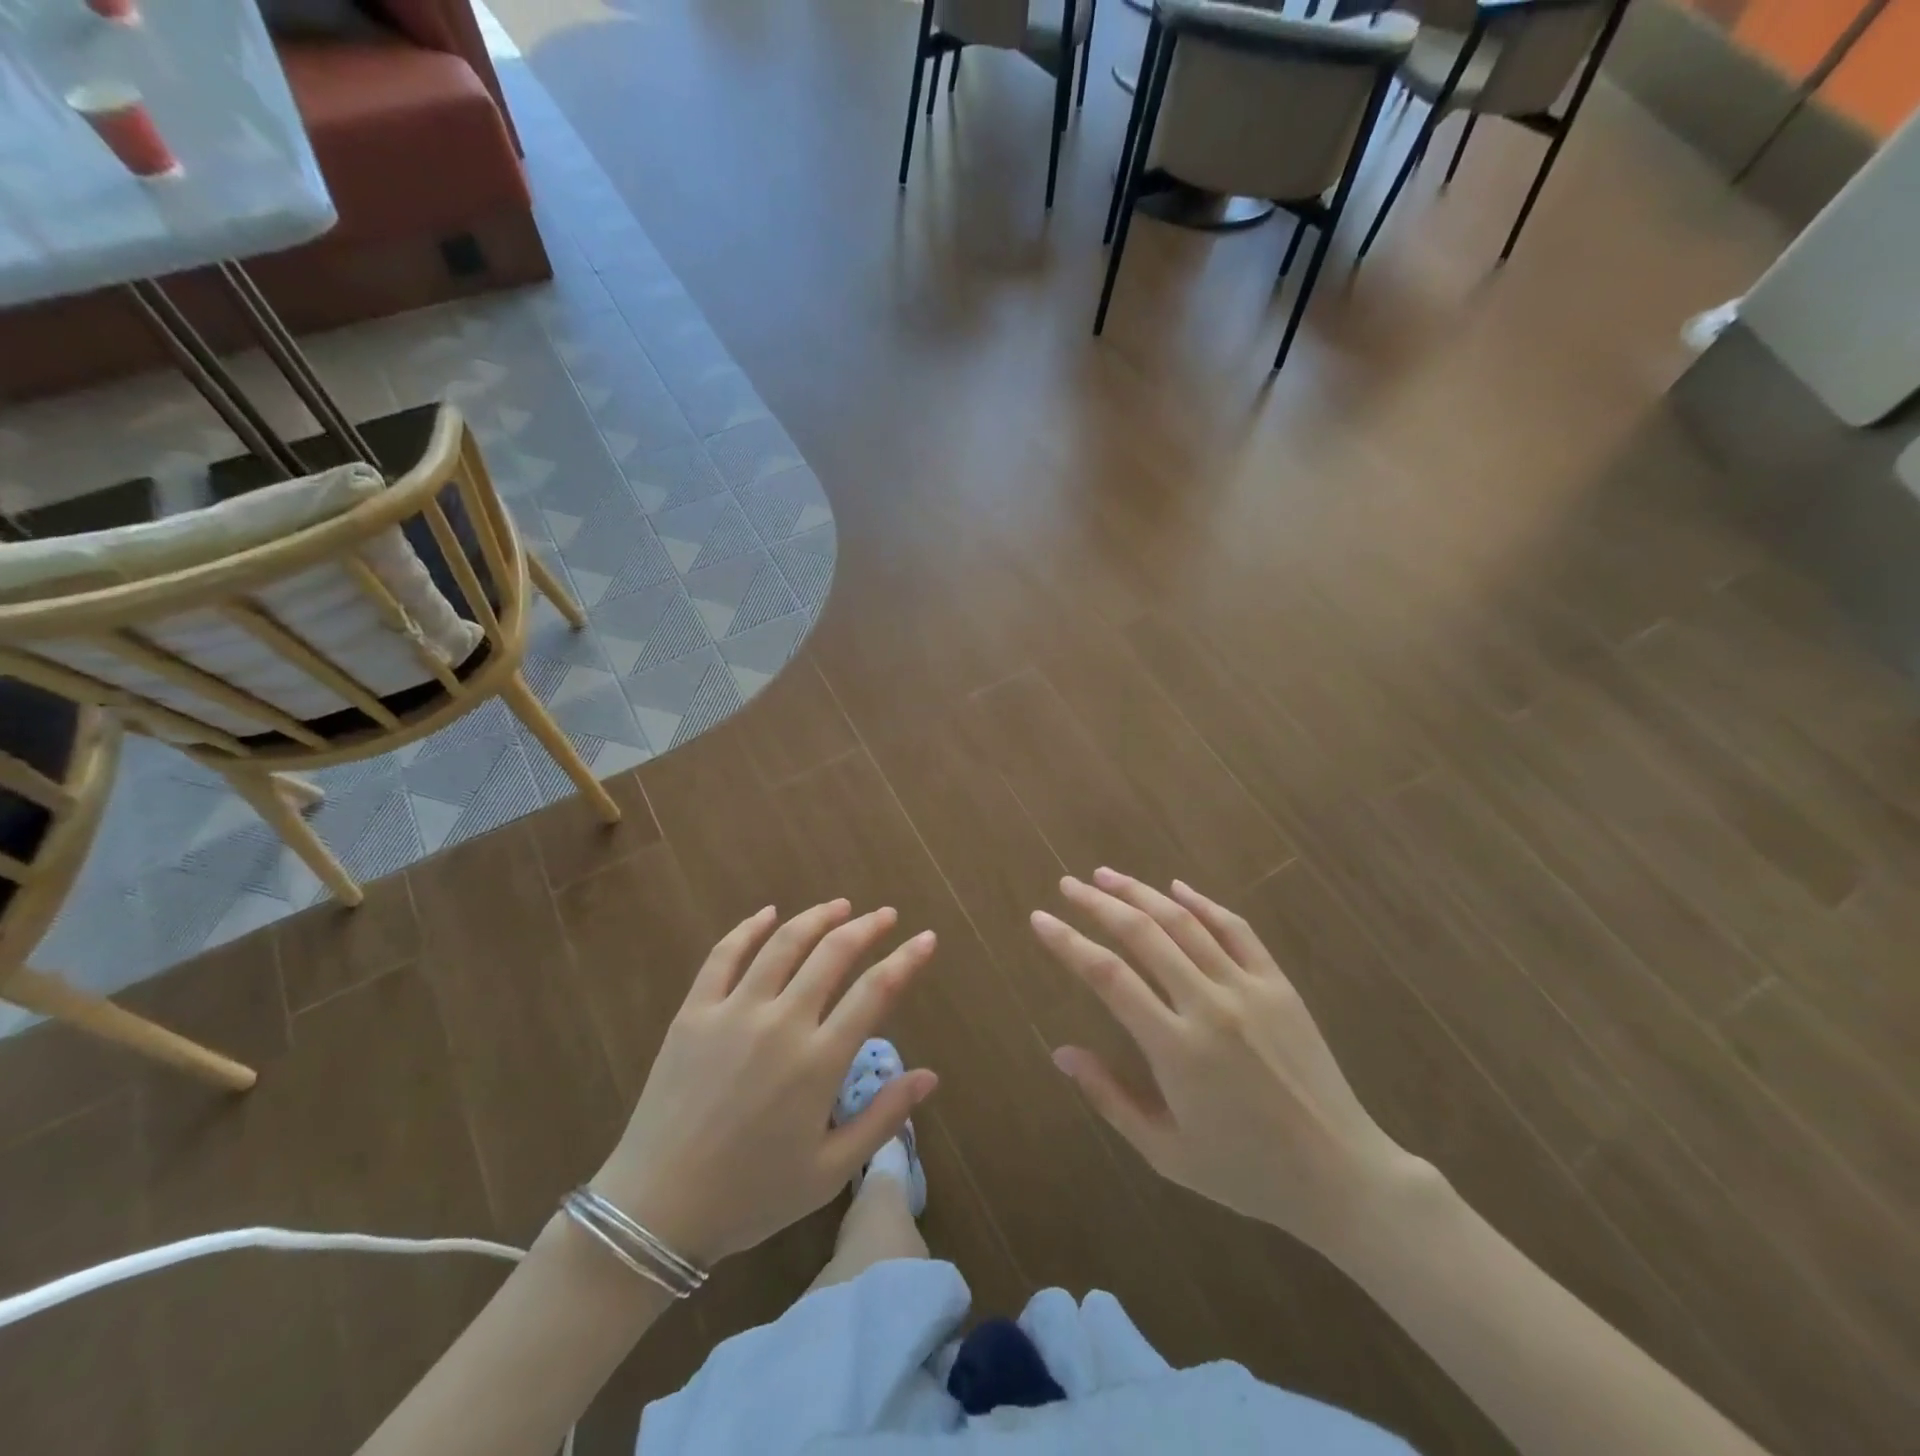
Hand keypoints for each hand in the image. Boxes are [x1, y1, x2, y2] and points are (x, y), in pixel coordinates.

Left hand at [590, 901, 938, 1267]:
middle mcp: (780, 1023)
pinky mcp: (694, 1013)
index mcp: (818, 1062)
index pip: (875, 992)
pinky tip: (767, 913)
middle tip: (885, 915)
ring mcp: (733, 1012)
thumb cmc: (751, 1196)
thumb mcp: (829, 1171)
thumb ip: (882, 1118)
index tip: (926, 939)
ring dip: (816, 918)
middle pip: (832, 954)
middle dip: (866, 927)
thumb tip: (930, 1075)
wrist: (656, 1211)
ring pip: (783, 944)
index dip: (906, 960)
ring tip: (839, 906)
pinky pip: (723, 956)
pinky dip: (748, 928)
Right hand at [1031, 869, 1425, 1255]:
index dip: (1068, 942)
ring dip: (1141, 893)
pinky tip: (1176, 887)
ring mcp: (1249, 988)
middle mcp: (1209, 1005)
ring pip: (1184, 922)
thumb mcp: (1166, 1153)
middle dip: (1098, 903)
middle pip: (1143, 934)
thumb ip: (1109, 1098)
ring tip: (1106, 874)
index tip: (1040, 919)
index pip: (1108, 976)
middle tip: (1067, 884)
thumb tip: (1061, 1052)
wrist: (1341, 1175)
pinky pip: (1236, 929)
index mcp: (1176, 1048)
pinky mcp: (1279, 985)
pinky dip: (1203, 902)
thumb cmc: (1245, 1171)